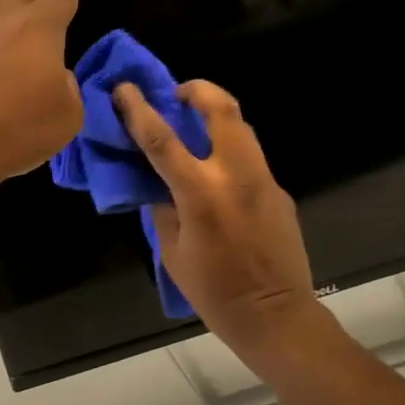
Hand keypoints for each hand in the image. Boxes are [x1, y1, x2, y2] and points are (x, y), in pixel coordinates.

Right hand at [112, 79, 326, 367]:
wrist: (276, 315)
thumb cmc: (215, 293)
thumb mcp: (173, 253)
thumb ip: (163, 208)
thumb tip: (157, 182)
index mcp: (201, 194)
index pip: (162, 140)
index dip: (139, 110)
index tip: (125, 89)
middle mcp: (236, 176)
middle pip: (221, 110)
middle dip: (198, 90)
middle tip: (178, 93)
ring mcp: (263, 180)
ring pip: (242, 126)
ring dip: (216, 114)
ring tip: (196, 123)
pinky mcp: (279, 190)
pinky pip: (251, 157)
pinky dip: (229, 150)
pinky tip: (219, 172)